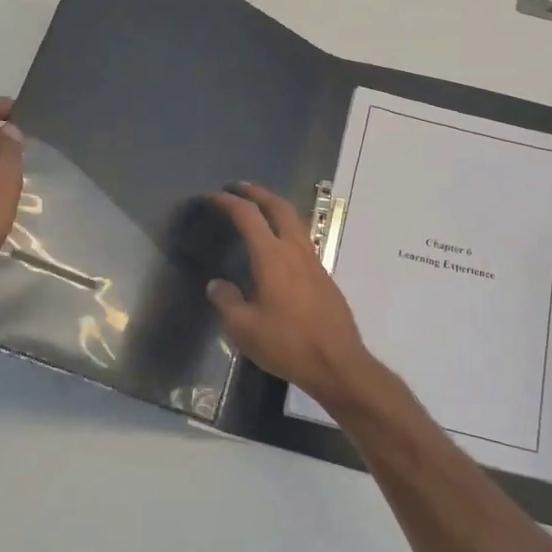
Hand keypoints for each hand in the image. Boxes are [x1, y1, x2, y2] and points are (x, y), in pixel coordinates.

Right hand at [206, 182, 379, 409]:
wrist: (337, 363)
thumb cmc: (287, 344)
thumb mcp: (244, 328)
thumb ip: (227, 301)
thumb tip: (217, 284)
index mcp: (272, 257)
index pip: (248, 216)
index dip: (229, 202)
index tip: (213, 196)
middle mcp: (295, 250)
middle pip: (279, 207)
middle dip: (257, 193)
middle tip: (239, 188)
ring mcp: (314, 262)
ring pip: (295, 221)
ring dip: (275, 208)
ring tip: (258, 210)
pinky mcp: (324, 276)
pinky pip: (303, 240)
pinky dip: (286, 229)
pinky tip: (278, 247)